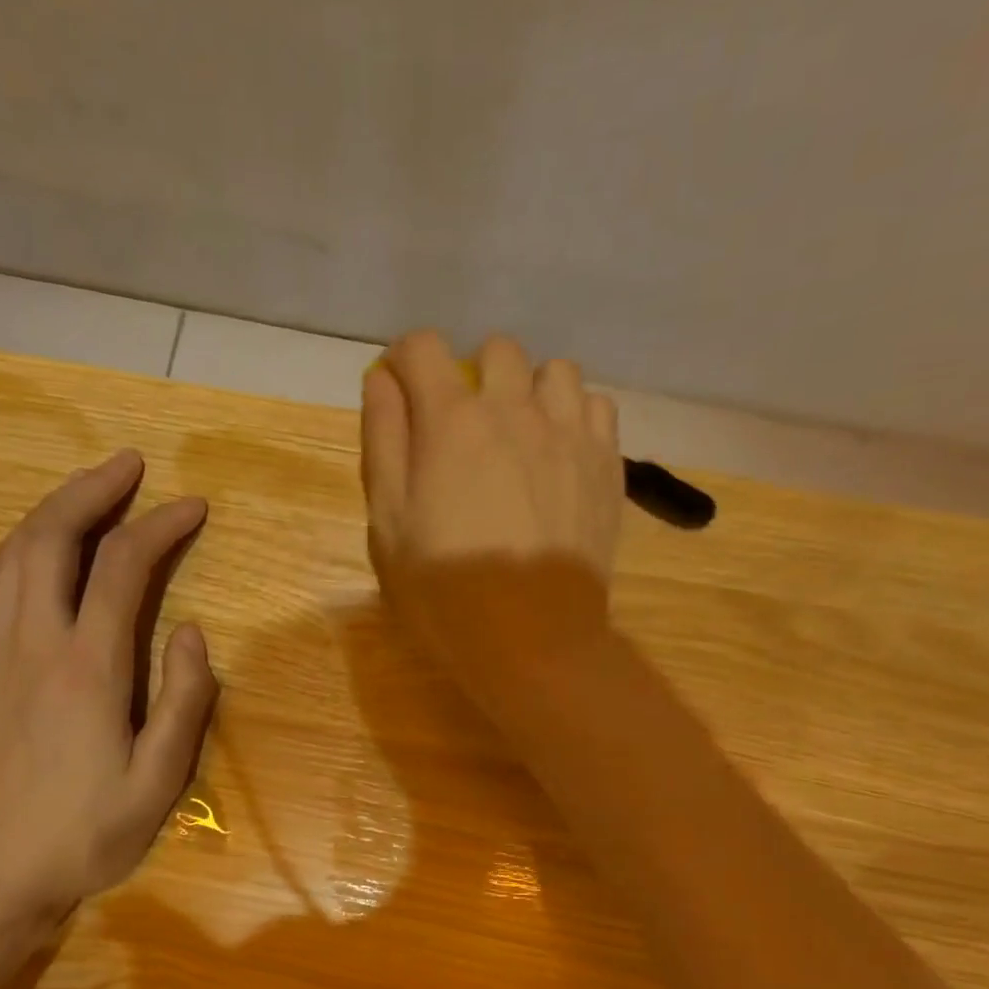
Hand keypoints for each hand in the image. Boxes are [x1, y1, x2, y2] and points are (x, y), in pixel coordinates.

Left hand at [0, 450, 216, 924]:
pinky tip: (28, 557)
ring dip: (49, 512)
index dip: (160, 525)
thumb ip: (184, 700)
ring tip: (85, 497)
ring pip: (10, 554)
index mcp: (87, 668)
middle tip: (129, 466)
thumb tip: (190, 632)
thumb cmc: (84, 834)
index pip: (123, 567)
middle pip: (51, 536)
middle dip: (92, 490)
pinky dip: (11, 555)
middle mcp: (31, 643)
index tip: (192, 506)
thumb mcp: (159, 780)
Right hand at [361, 330, 623, 666]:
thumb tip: (382, 380)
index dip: (403, 363)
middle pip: (495, 350)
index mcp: (451, 422)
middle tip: (461, 430)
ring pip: (553, 371)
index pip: (421, 347)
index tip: (399, 397)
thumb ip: (383, 443)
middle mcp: (515, 409)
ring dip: (528, 391)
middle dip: (470, 377)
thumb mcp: (388, 526)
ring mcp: (569, 433)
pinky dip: (572, 417)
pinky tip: (558, 456)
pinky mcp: (606, 463)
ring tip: (517, 438)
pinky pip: (596, 406)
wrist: (532, 641)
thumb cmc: (444, 592)